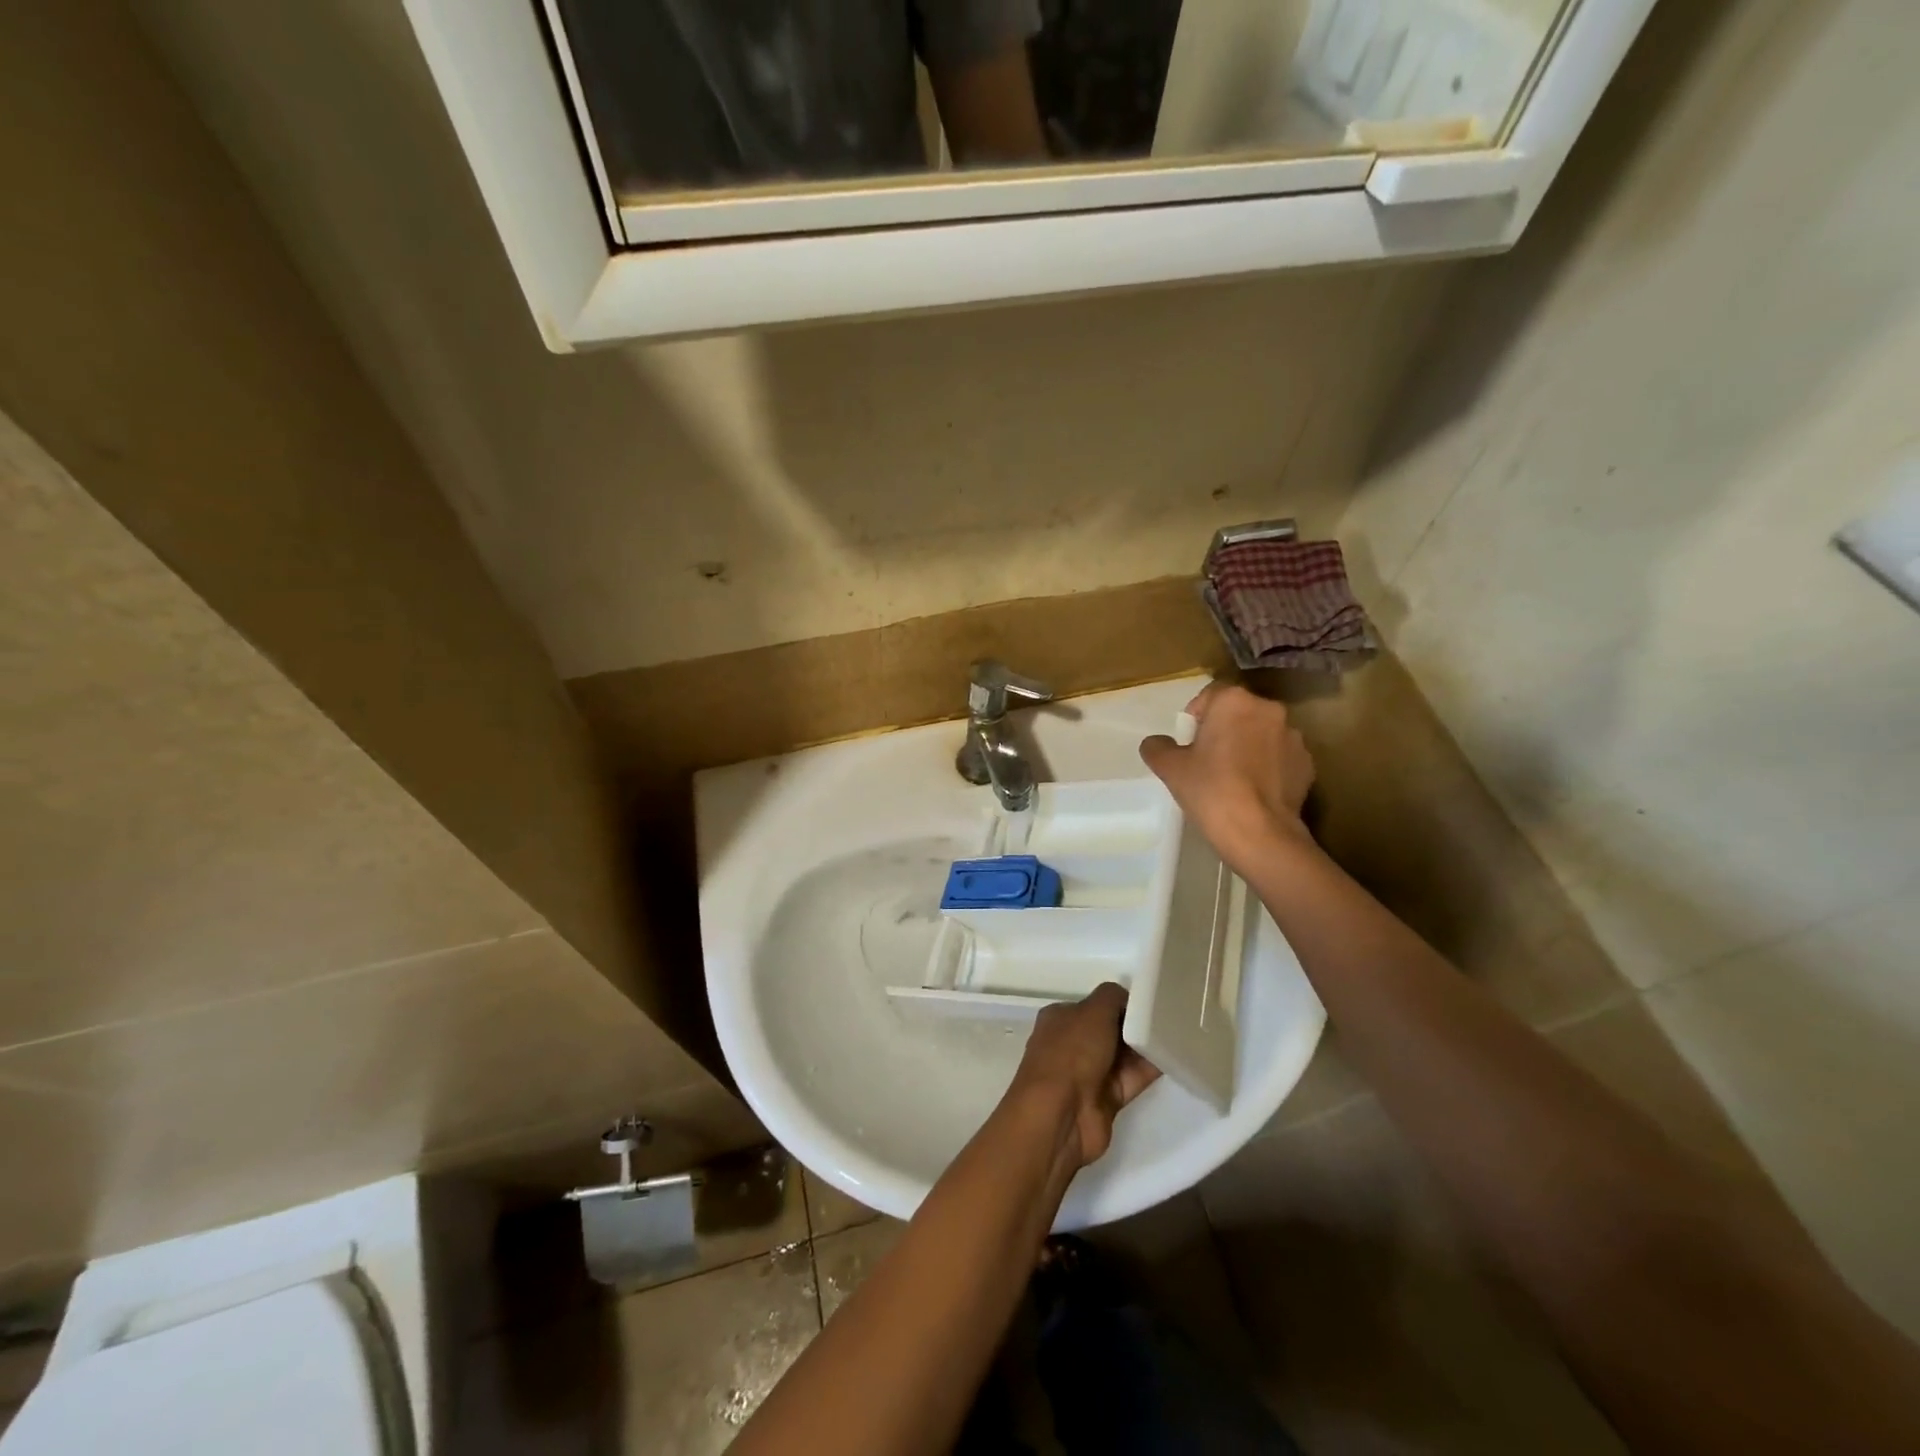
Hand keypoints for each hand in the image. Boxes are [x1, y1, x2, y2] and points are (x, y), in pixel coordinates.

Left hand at [1011, 983, 1159, 1167]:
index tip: (1148, 1001)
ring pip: (1124, 1055)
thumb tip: (1128, 998)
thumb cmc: (1071, 1052)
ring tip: (1179, 1032)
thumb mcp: (1093, 1011)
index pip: (1094, 1005)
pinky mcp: (1107, 1100)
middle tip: (1168, 1016)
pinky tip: (1175, 1056)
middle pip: (1110, 1030)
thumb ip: (1113, 997)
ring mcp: (1089, 1074)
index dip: (1120, 1003)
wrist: (1060, 1115)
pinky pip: (1133, 1078)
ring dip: (1146, 1047)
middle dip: (1135, 1025)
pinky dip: (1151, 1069)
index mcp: (1061, 1018)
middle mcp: (1072, 1044)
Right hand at [1139, 682, 1316, 873]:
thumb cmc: (1210, 790)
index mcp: (1234, 701)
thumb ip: (1158, 747)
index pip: (1211, 695)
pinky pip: (1281, 757)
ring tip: (1235, 779)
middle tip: (1209, 760)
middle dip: (1225, 729)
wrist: (1259, 833)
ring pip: (1262, 734)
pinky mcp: (1308, 764)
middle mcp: (1269, 710)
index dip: (1197, 716)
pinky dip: (1269, 767)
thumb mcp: (1170, 768)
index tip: (1190, 743)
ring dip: (1249, 746)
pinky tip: (1255, 792)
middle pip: (1239, 712)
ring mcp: (1293, 737)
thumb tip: (1157, 743)